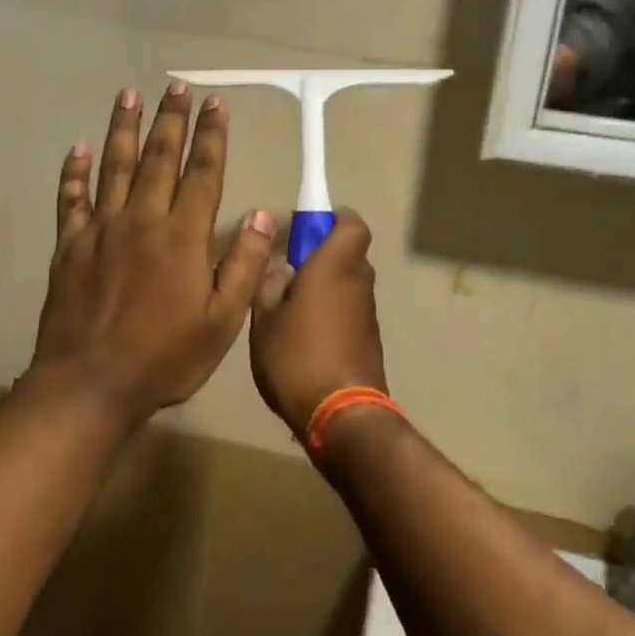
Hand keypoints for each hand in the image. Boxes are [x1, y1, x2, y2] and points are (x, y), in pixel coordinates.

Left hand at [30, 83, 273, 420]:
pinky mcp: (69, 247)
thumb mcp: (222, 321)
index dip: (212, 137)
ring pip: (115, 167)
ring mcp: (101, 230)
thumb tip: (264, 214)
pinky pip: (71, 200)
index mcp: (182, 237)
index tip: (216, 103)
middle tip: (176, 87)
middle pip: (159, 159)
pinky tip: (78, 148)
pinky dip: (74, 172)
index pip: (203, 174)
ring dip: (124, 129)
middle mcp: (142, 220)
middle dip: (171, 120)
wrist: (91, 384)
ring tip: (129, 95)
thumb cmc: (165, 357)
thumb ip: (243, 264)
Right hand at [248, 211, 386, 435]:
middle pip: (348, 252)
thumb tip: (278, 264)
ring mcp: (368, 312)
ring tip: (289, 309)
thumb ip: (268, 284)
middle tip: (287, 272)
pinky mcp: (369, 339)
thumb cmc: (297, 358)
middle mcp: (358, 281)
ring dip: (325, 286)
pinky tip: (304, 335)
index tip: (305, 230)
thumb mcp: (265, 319)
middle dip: (321, 255)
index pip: (351, 223)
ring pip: (348, 282)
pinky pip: (350, 309)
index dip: (332, 220)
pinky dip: (332, 311)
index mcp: (335, 265)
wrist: (341, 416)